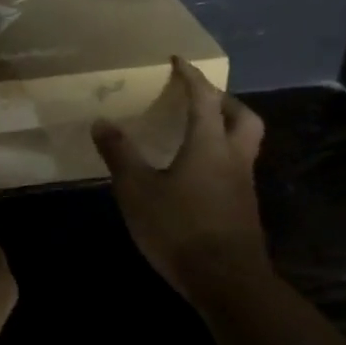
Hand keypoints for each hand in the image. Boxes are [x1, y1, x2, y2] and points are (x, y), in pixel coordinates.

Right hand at [91, 57, 270, 305]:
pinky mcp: (244, 210)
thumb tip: (101, 122)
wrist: (228, 283)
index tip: (178, 61)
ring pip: (244, 144)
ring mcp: (244, 186)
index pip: (204, 98)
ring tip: (196, 134)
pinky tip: (198, 175)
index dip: (191, 76)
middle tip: (200, 99)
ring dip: (226, 130)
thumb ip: (120, 154)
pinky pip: (237, 170)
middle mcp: (233, 158)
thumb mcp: (137, 190)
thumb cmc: (180, 228)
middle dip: (224, 101)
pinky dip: (221, 159)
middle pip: (243, 117)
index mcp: (209, 144)